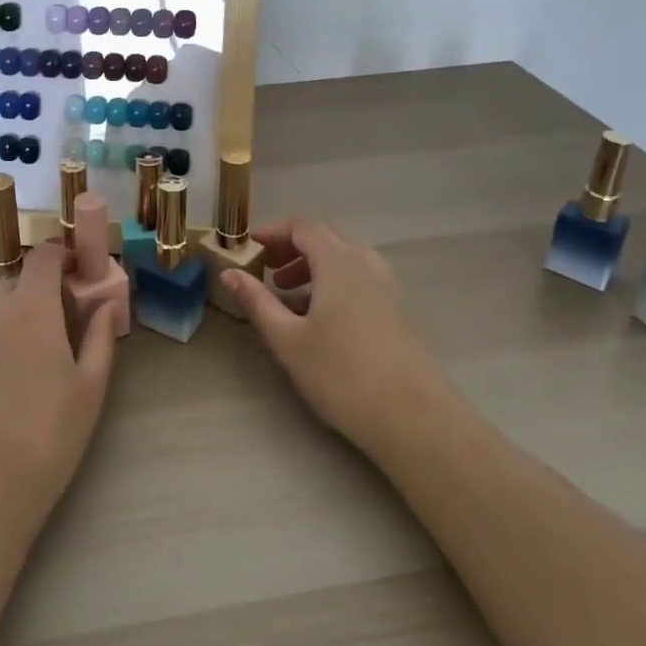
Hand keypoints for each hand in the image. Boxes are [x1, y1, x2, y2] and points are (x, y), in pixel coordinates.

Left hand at [0, 243, 115, 527]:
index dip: (60, 255)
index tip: (73, 270)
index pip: (44, 257)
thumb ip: (101, 336)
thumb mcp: (90, 388)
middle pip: (13, 286)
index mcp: (31, 308)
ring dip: (2, 325)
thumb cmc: (48, 435)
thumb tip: (107, 304)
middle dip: (32, 299)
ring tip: (13, 371)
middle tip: (48, 337)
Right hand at [219, 218, 444, 454]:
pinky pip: (361, 280)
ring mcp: (389, 288)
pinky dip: (335, 283)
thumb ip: (257, 301)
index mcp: (339, 262)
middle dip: (292, 248)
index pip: (303, 225)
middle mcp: (367, 264)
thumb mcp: (287, 339)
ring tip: (290, 296)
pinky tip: (322, 319)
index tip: (251, 249)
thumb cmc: (342, 374)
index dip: (273, 231)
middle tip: (268, 271)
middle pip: (326, 238)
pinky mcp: (400, 312)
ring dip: (314, 267)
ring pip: (346, 260)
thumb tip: (230, 273)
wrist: (415, 419)